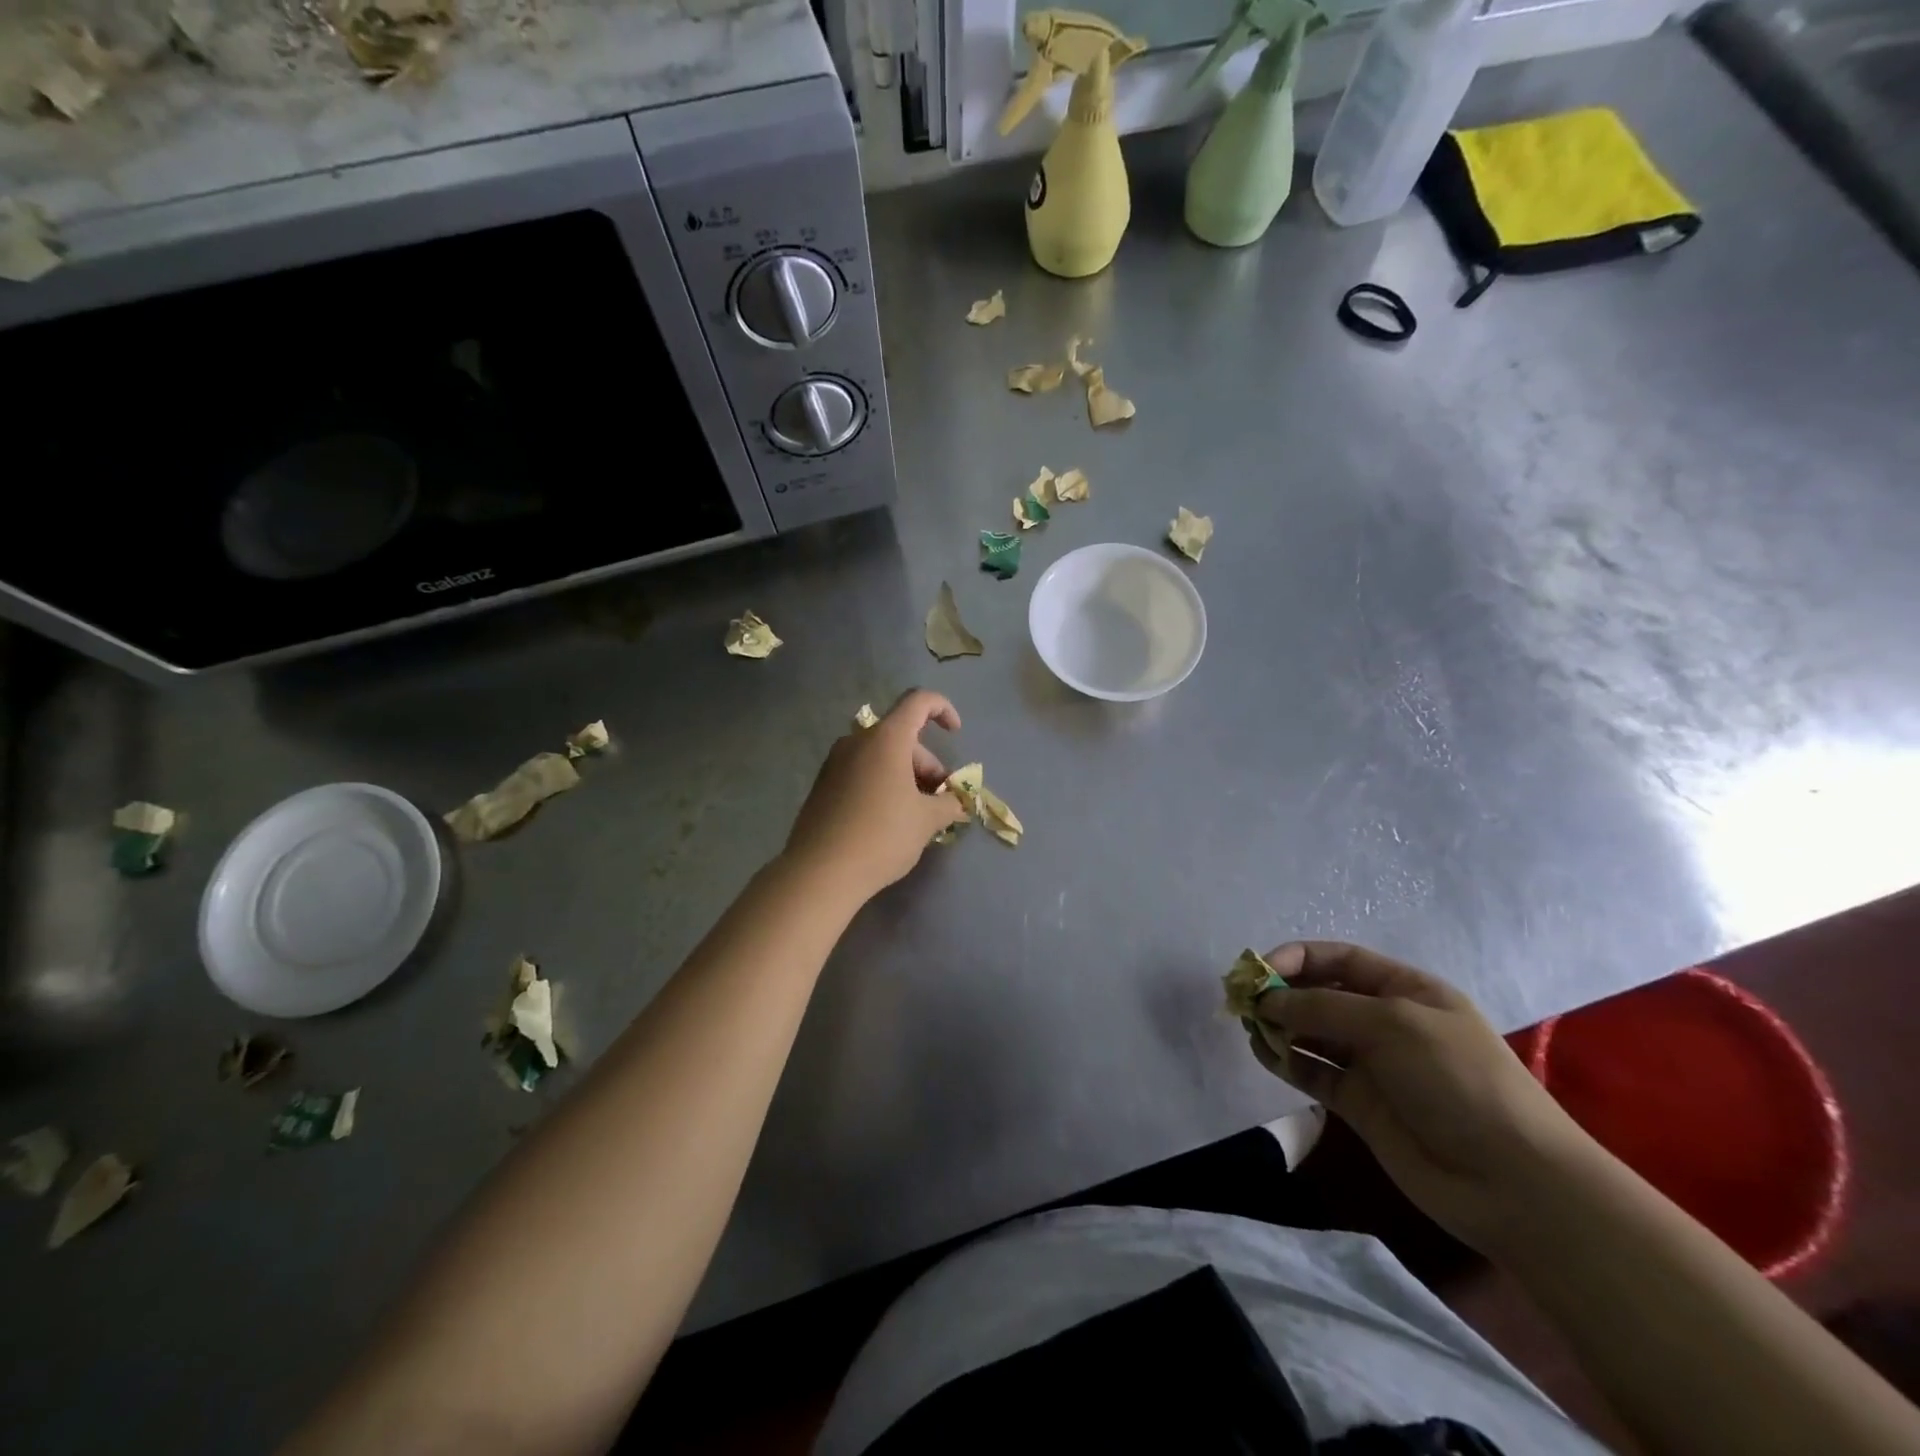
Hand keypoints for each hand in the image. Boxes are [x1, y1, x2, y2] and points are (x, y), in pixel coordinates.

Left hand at [782, 689, 970, 901]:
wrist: (820, 871)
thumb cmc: (882, 836)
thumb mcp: (926, 821)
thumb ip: (948, 804)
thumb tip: (957, 803)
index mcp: (886, 739)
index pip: (918, 701)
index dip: (942, 709)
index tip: (956, 733)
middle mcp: (857, 741)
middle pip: (901, 736)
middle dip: (927, 763)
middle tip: (940, 800)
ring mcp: (835, 762)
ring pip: (881, 756)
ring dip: (906, 776)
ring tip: (917, 814)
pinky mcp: (823, 785)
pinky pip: (862, 772)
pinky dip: (882, 784)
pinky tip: (889, 819)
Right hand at [1247, 941, 1594, 1253]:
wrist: (1512, 1182)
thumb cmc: (1459, 1081)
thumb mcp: (1392, 1024)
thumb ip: (1323, 1007)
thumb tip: (1267, 1000)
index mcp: (1405, 989)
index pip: (1339, 960)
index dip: (1297, 958)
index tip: (1259, 970)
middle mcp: (1385, 1021)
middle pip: (1320, 994)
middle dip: (1281, 992)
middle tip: (1242, 1001)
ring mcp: (1371, 1064)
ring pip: (1311, 1033)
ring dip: (1278, 1025)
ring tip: (1248, 1027)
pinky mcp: (1359, 1104)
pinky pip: (1312, 1072)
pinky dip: (1285, 1060)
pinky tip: (1264, 1054)